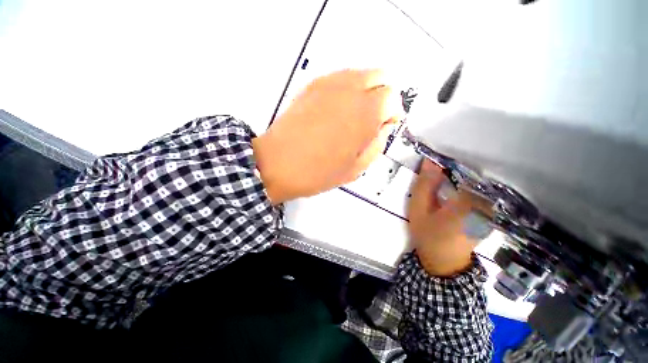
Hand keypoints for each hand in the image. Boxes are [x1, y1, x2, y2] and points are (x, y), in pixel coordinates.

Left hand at [252, 69, 403, 203]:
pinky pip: (339, 78)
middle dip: (382, 96)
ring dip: (365, 90)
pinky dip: (346, 88)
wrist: (277, 164)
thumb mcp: (357, 168)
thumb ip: (378, 144)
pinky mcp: (311, 86)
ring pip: (359, 73)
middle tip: (372, 118)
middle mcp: (349, 91)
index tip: (385, 126)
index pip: (393, 96)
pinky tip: (337, 109)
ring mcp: (328, 84)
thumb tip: (383, 127)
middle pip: (380, 76)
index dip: (392, 112)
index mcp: (365, 113)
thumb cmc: (318, 172)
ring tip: (354, 115)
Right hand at [407, 160, 492, 276]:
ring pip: (478, 184)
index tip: (439, 160)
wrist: (442, 262)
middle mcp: (485, 206)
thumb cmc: (427, 235)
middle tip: (439, 168)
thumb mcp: (418, 210)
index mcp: (468, 205)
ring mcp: (489, 211)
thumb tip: (429, 162)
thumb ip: (424, 186)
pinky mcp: (487, 214)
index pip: (468, 172)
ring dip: (461, 177)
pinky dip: (467, 186)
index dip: (453, 163)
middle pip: (474, 177)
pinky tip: (454, 188)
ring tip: (445, 176)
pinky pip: (479, 193)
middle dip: (457, 169)